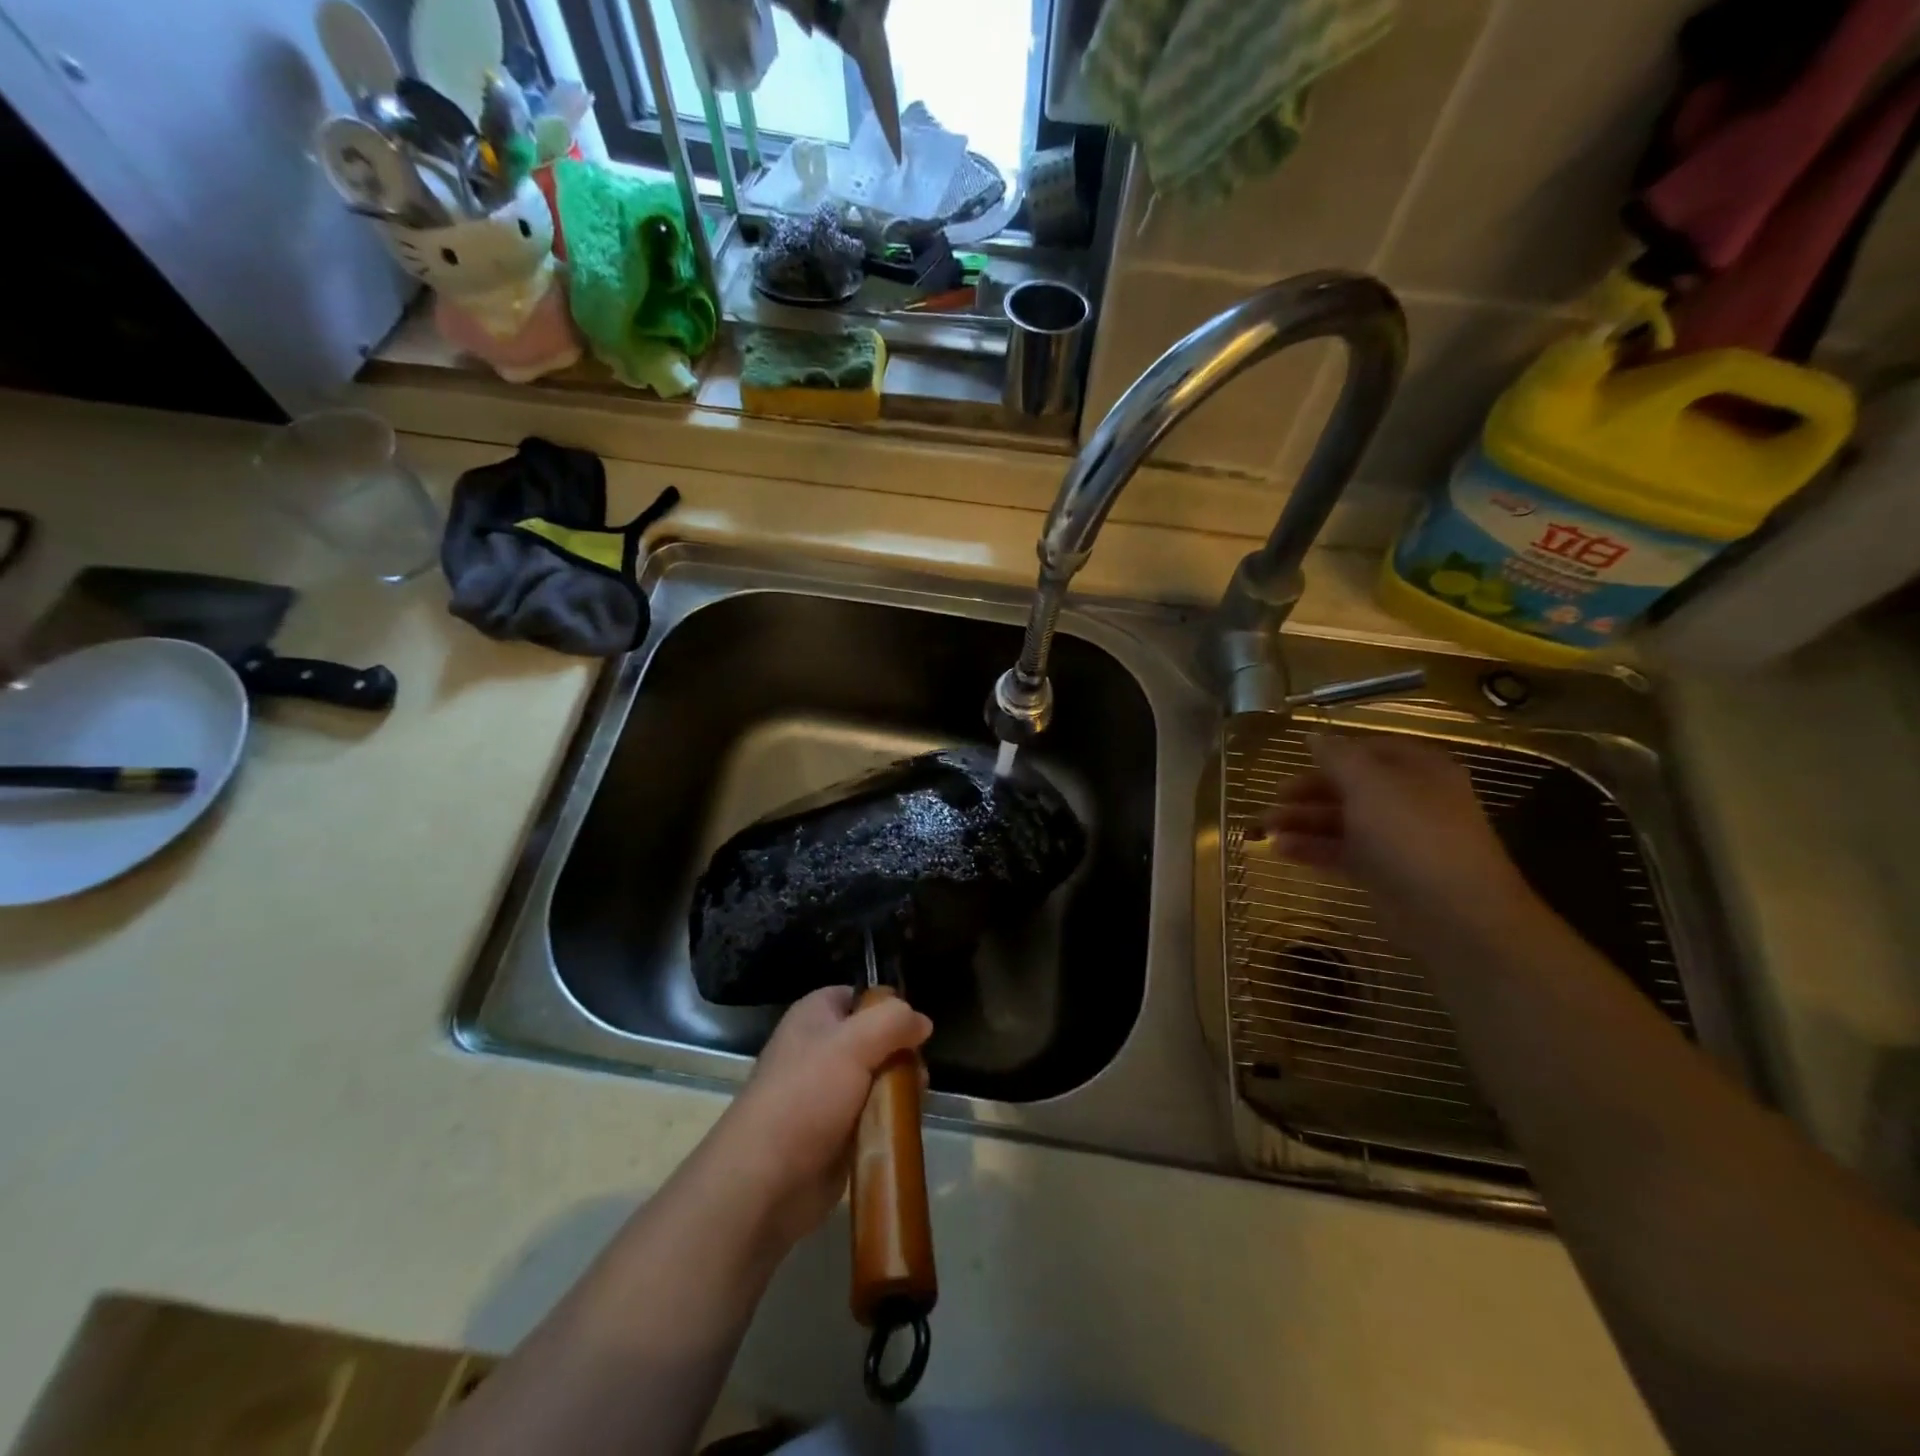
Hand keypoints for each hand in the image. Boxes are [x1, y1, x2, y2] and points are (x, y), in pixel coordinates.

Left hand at [704, 986, 931, 1250]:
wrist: (765, 1180)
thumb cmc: (806, 1096)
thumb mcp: (854, 1043)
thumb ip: (893, 1021)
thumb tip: (922, 1021)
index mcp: (816, 1015)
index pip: (861, 996)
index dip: (889, 1007)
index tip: (914, 1029)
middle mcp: (821, 1048)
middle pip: (877, 1039)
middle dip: (901, 1055)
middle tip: (916, 1075)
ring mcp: (828, 1092)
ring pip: (879, 1078)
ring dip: (898, 1090)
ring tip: (912, 1104)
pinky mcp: (836, 1131)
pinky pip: (874, 1115)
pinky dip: (888, 1120)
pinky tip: (900, 1128)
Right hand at [1259, 733, 1534, 938]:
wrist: (1453, 913)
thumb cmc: (1412, 834)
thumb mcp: (1370, 784)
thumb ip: (1337, 757)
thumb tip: (1313, 734)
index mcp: (1419, 770)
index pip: (1374, 749)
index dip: (1337, 751)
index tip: (1299, 756)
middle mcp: (1410, 800)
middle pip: (1353, 787)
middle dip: (1310, 791)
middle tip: (1275, 796)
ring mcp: (1397, 839)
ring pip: (1343, 821)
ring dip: (1303, 821)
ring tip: (1263, 827)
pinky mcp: (1384, 873)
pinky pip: (1342, 852)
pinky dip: (1312, 849)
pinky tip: (1280, 850)